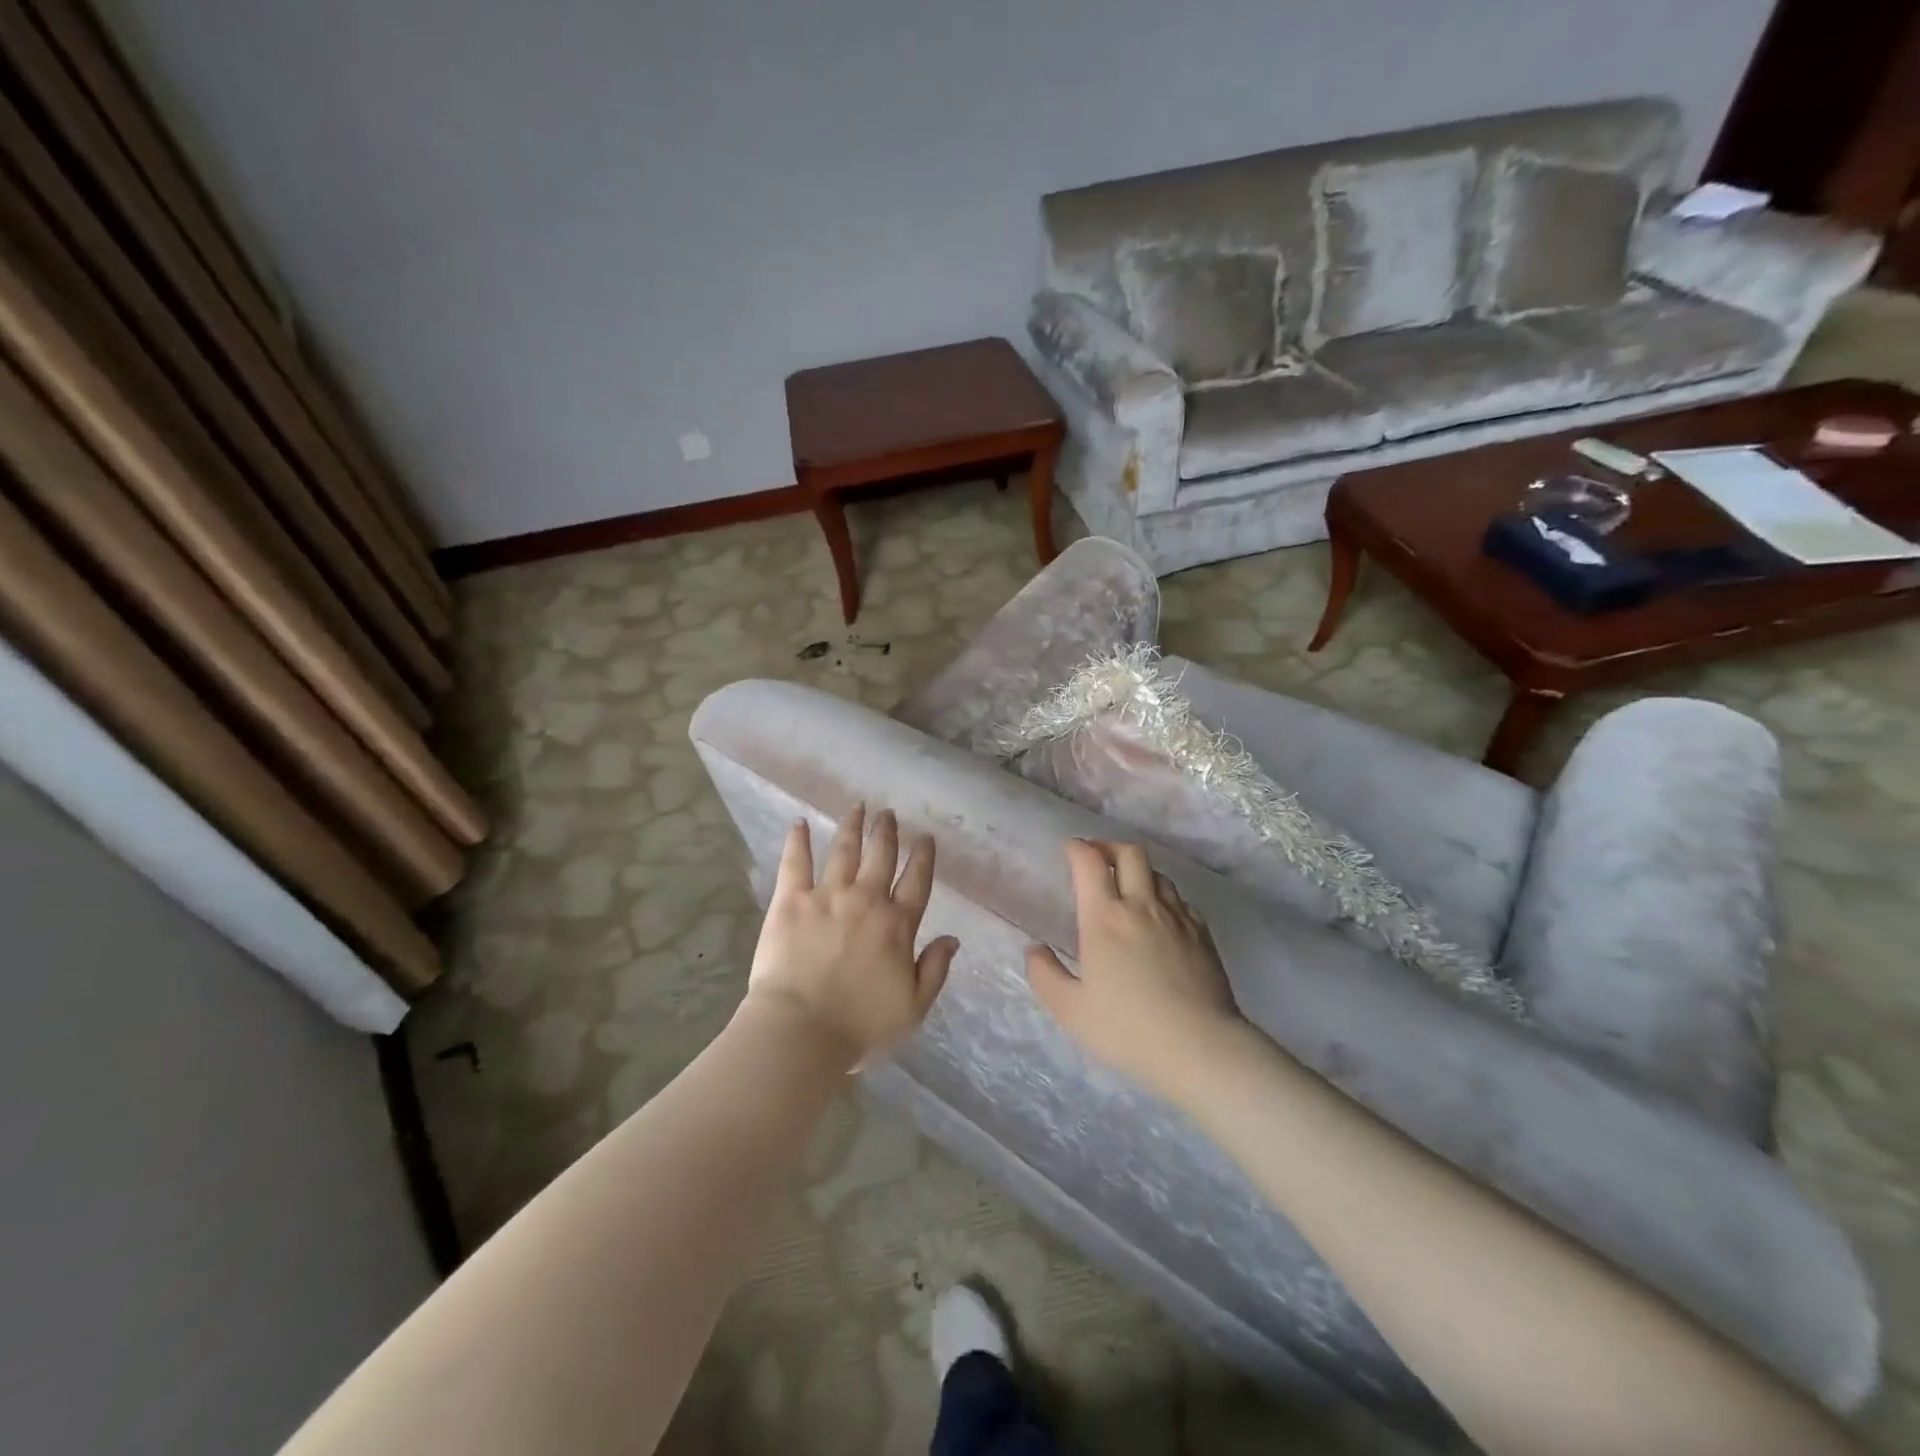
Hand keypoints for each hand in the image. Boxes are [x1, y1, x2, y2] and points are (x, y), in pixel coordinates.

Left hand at [745, 803, 959, 1067]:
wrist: (802, 1030)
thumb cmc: (861, 1025)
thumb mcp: (914, 1006)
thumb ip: (935, 969)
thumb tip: (952, 938)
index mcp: (898, 924)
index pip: (917, 881)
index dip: (923, 856)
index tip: (926, 837)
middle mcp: (867, 900)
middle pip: (881, 856)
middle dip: (887, 831)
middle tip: (888, 813)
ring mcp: (828, 896)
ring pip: (844, 850)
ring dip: (852, 826)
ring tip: (857, 807)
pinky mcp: (792, 901)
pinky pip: (796, 863)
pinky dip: (797, 841)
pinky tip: (799, 823)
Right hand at [1026, 839, 1241, 1095]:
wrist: (1200, 1047)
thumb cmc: (1128, 1028)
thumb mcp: (1071, 1010)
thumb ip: (1045, 975)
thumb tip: (1035, 949)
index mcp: (1105, 918)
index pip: (1089, 862)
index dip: (1077, 848)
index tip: (1069, 850)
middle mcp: (1142, 906)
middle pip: (1130, 853)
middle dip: (1109, 846)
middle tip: (1097, 858)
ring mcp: (1177, 917)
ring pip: (1158, 874)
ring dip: (1138, 871)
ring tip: (1128, 888)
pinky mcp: (1202, 934)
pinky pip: (1181, 900)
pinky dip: (1164, 898)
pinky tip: (1160, 918)